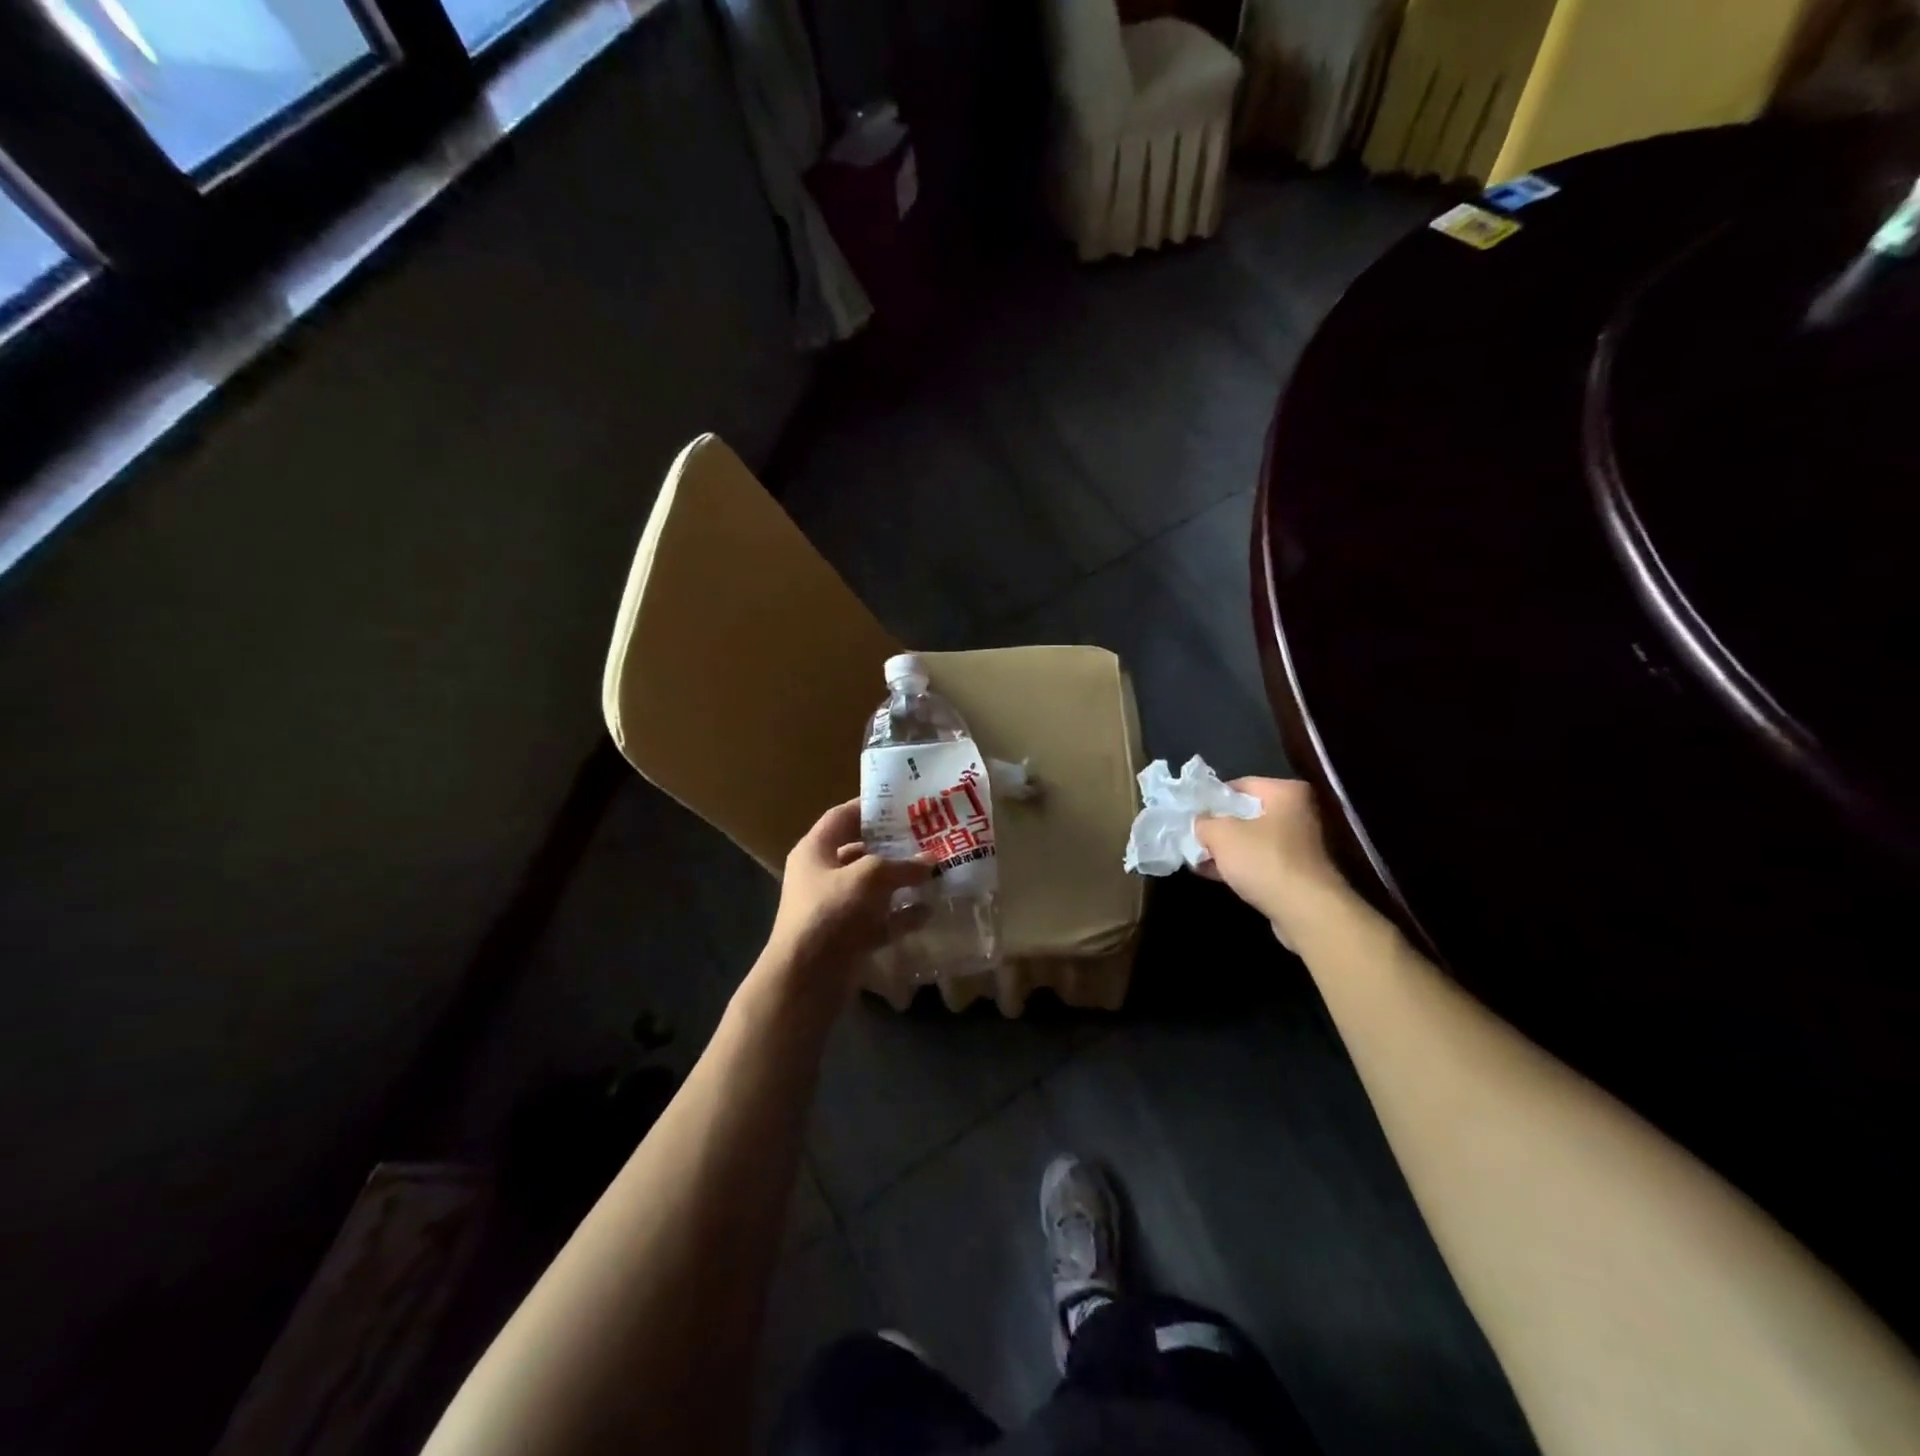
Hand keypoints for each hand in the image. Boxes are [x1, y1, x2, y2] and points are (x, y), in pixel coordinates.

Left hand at [764, 799, 932, 995]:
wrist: (806, 980)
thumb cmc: (830, 913)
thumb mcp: (868, 877)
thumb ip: (901, 866)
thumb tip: (930, 861)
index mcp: (815, 851)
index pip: (842, 817)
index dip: (870, 807)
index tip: (903, 802)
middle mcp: (823, 875)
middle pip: (861, 851)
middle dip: (894, 845)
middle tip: (928, 835)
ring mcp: (835, 908)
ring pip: (874, 887)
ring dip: (902, 881)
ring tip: (936, 870)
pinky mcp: (849, 936)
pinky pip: (881, 919)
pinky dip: (902, 915)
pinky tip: (929, 909)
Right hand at [1193, 777, 1352, 946]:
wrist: (1305, 911)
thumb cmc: (1263, 860)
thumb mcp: (1221, 834)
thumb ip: (1204, 822)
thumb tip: (1200, 822)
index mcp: (1286, 793)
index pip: (1240, 785)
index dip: (1212, 798)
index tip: (1191, 812)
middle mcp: (1297, 814)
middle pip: (1246, 814)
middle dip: (1217, 827)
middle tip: (1191, 835)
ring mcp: (1297, 846)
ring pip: (1250, 841)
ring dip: (1224, 849)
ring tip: (1195, 857)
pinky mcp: (1294, 873)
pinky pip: (1258, 862)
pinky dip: (1237, 866)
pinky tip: (1211, 873)